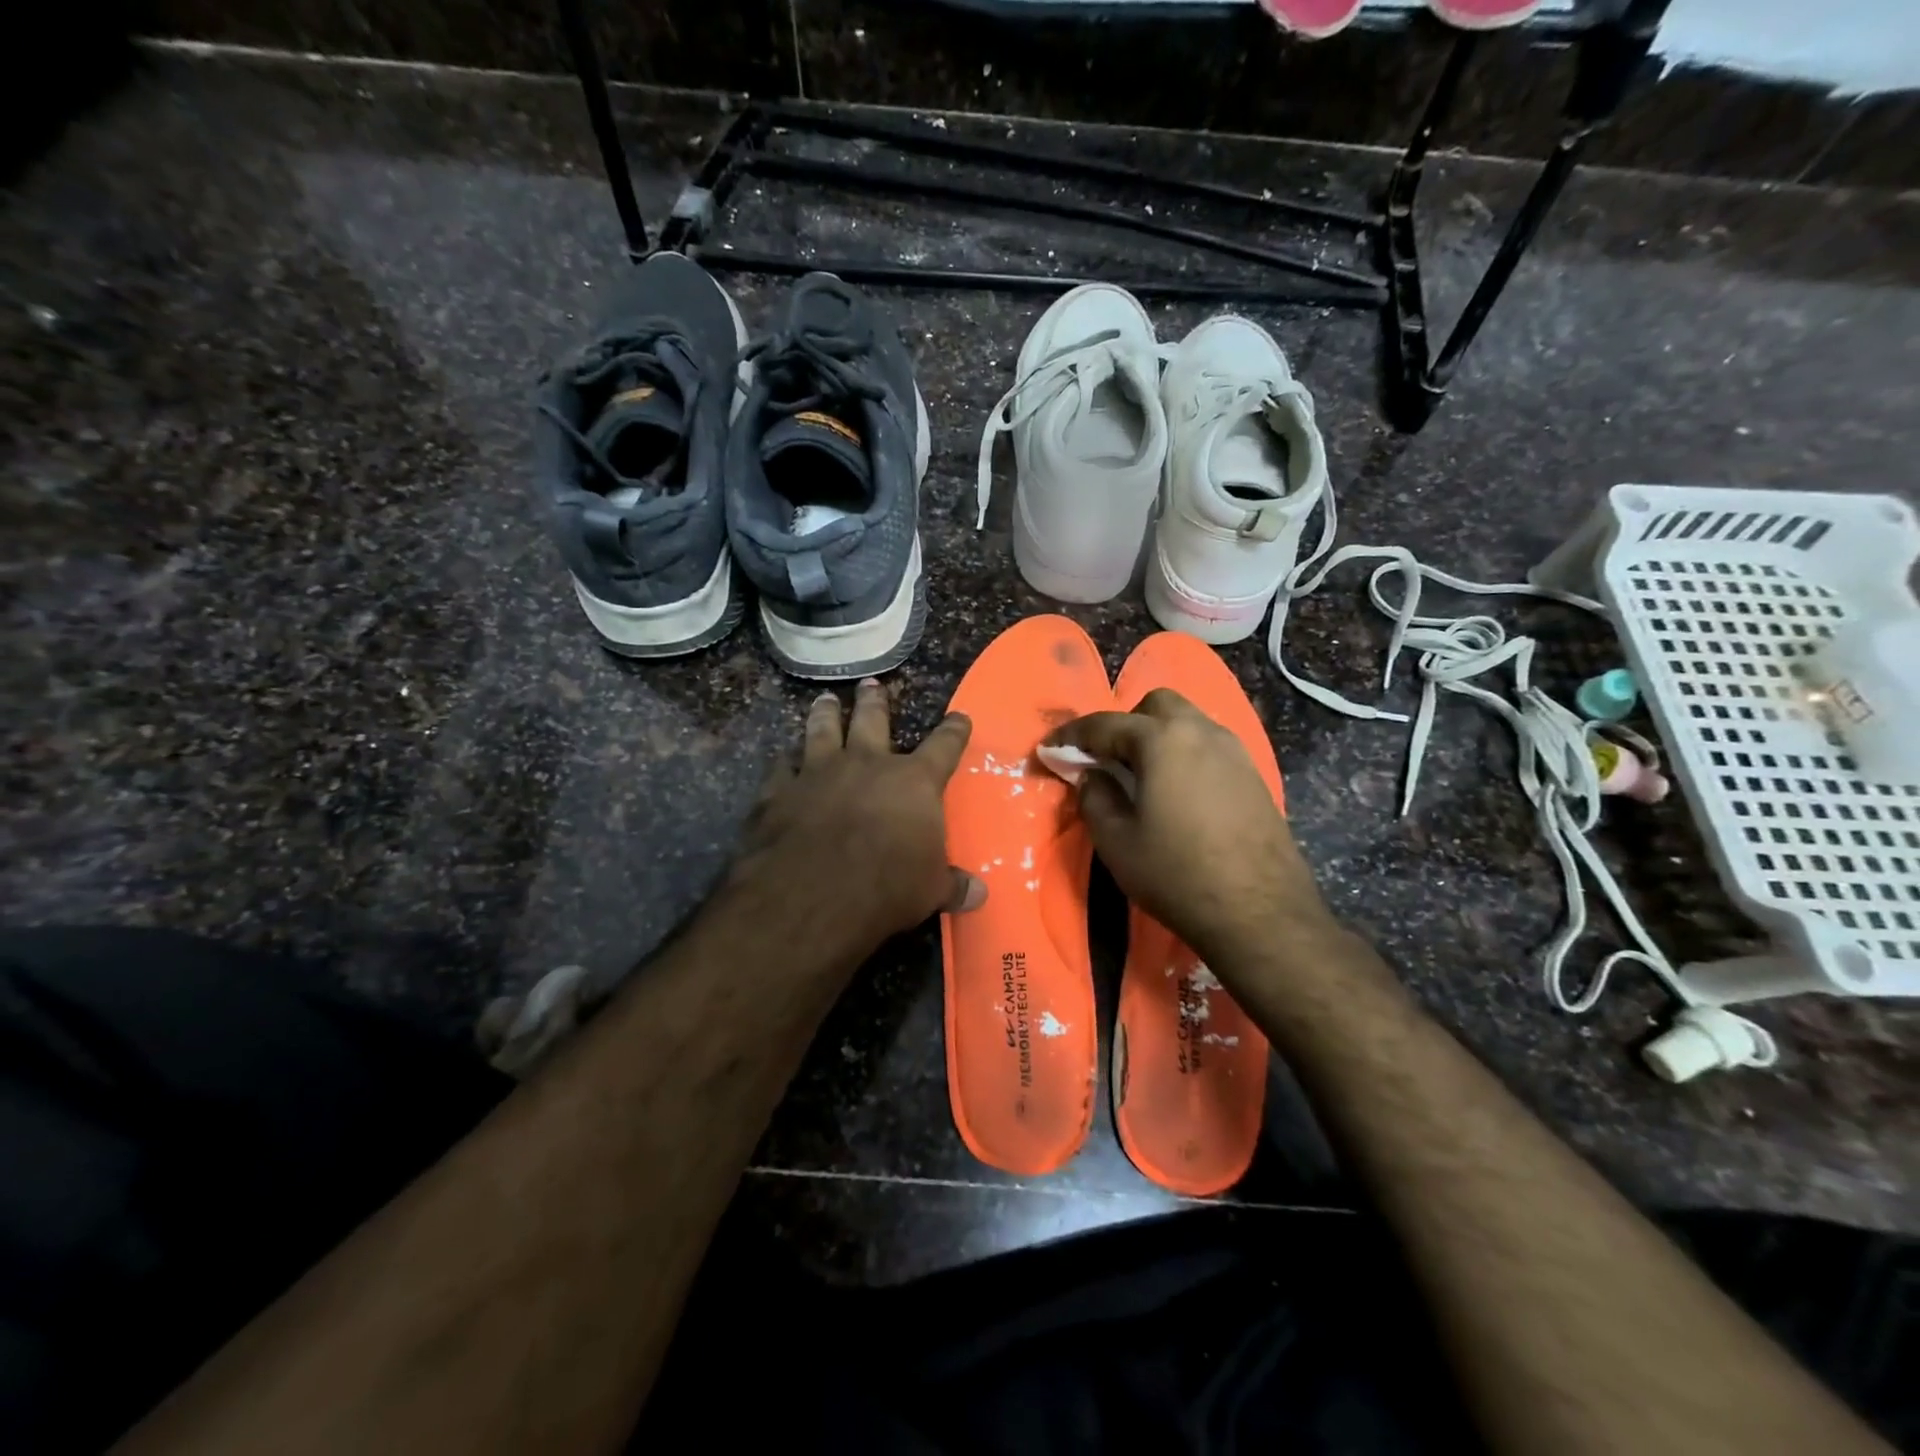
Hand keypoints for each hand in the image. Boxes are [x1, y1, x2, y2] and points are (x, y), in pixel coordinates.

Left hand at [730, 679, 984, 945]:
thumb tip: (979, 895)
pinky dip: (783, 763)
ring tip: (825, 699)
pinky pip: (781, 768)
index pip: (944, 746)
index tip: (959, 717)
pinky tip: (781, 759)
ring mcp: (819, 772)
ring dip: (825, 714)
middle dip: (874, 701)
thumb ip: (952, 886)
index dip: (954, 731)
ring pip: (823, 730)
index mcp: (913, 782)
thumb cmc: (888, 887)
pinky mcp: (779, 791)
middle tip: (871, 684)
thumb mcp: (930, 891)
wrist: (814, 893)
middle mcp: (867, 764)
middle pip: (873, 720)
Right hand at [1044, 689, 1335, 966]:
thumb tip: (1092, 775)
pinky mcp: (1253, 776)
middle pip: (1155, 706)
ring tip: (1142, 776)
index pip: (1104, 724)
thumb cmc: (1176, 874)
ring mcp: (1235, 751)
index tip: (1049, 748)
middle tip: (1106, 761)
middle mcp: (1201, 732)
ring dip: (1158, 737)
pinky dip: (1185, 755)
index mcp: (1162, 740)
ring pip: (1188, 723)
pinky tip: (1178, 792)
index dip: (1071, 735)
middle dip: (1124, 724)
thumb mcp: (1116, 841)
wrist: (1261, 913)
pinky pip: (1209, 747)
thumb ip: (1095, 797)